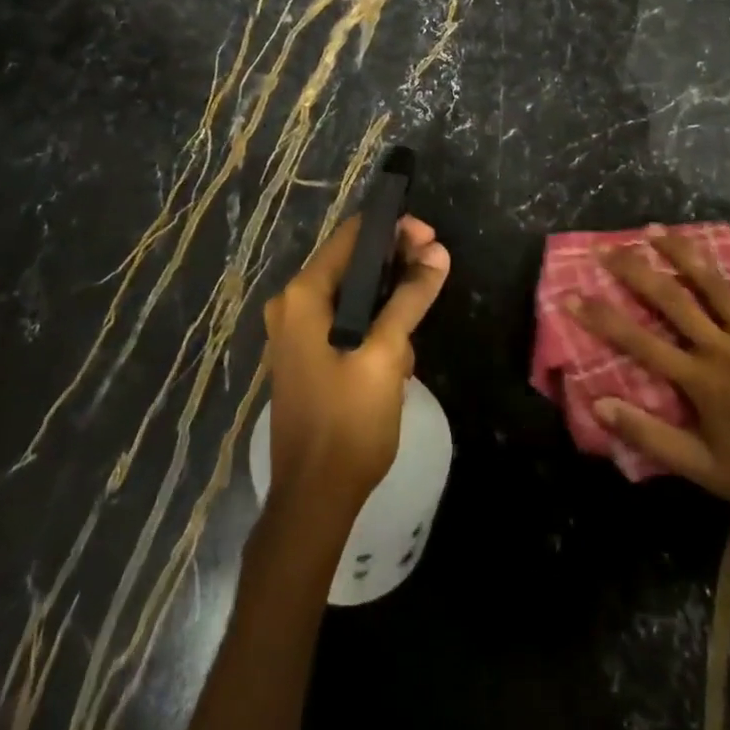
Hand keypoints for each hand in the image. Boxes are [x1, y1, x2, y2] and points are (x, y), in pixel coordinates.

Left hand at [262, 214, 450, 521]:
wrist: (313, 500)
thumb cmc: (348, 422)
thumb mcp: (386, 354)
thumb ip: (410, 297)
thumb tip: (438, 252)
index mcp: (303, 296)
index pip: (351, 236)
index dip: (393, 229)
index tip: (431, 239)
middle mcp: (291, 305)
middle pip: (351, 263)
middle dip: (396, 266)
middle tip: (434, 273)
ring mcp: (294, 332)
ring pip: (352, 294)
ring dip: (387, 302)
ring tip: (416, 327)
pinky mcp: (305, 356)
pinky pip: (344, 321)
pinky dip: (372, 325)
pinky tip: (397, 355)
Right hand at [570, 229, 729, 552]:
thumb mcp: (701, 469)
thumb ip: (650, 434)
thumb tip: (599, 403)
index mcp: (700, 381)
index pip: (638, 341)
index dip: (601, 317)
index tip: (572, 294)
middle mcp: (724, 350)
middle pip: (672, 299)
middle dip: (635, 271)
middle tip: (608, 248)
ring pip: (715, 286)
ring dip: (683, 254)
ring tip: (657, 230)